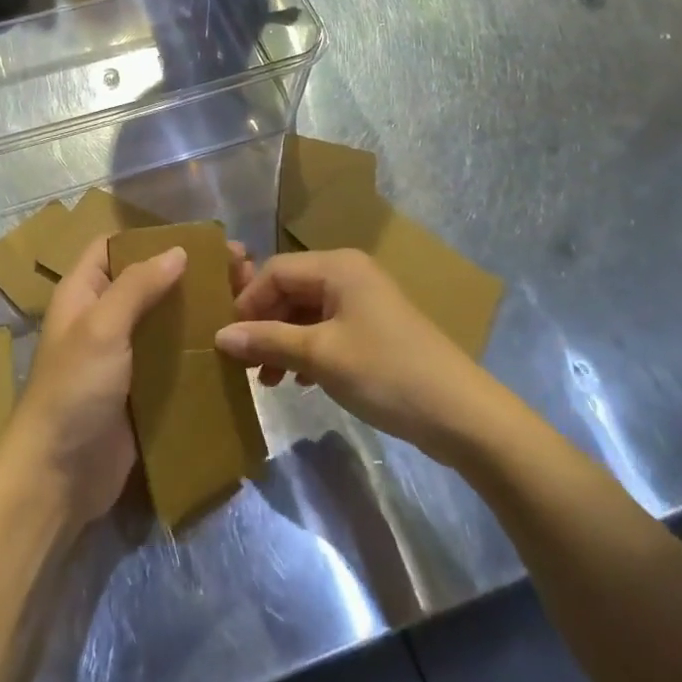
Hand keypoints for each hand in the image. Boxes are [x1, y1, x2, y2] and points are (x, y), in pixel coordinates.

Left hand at [4, 234, 253, 526]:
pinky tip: (233, 344)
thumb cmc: (74, 390)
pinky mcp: (142, 389)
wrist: (58, 479)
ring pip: (166, 319)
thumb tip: (178, 251)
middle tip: (240, 270)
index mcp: (84, 292)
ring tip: (245, 301)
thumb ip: (138, 286)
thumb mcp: (101, 327)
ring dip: (200, 308)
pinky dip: (200, 347)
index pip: (116, 246)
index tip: (200, 238)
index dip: (153, 237)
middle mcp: (103, 317)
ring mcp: (124, 355)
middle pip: (150, 281)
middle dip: (190, 272)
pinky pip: (174, 357)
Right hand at [214, 247, 484, 459]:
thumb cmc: (385, 373)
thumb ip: (268, 341)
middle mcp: (349, 273)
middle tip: (247, 365)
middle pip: (291, 289)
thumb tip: (220, 336)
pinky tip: (301, 381)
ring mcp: (364, 301)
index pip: (275, 271)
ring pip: (307, 311)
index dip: (248, 303)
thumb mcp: (321, 356)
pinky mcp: (375, 329)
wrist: (461, 414)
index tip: (230, 341)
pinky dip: (308, 350)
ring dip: (284, 341)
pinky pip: (328, 328)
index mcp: (337, 266)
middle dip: (265, 325)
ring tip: (270, 380)